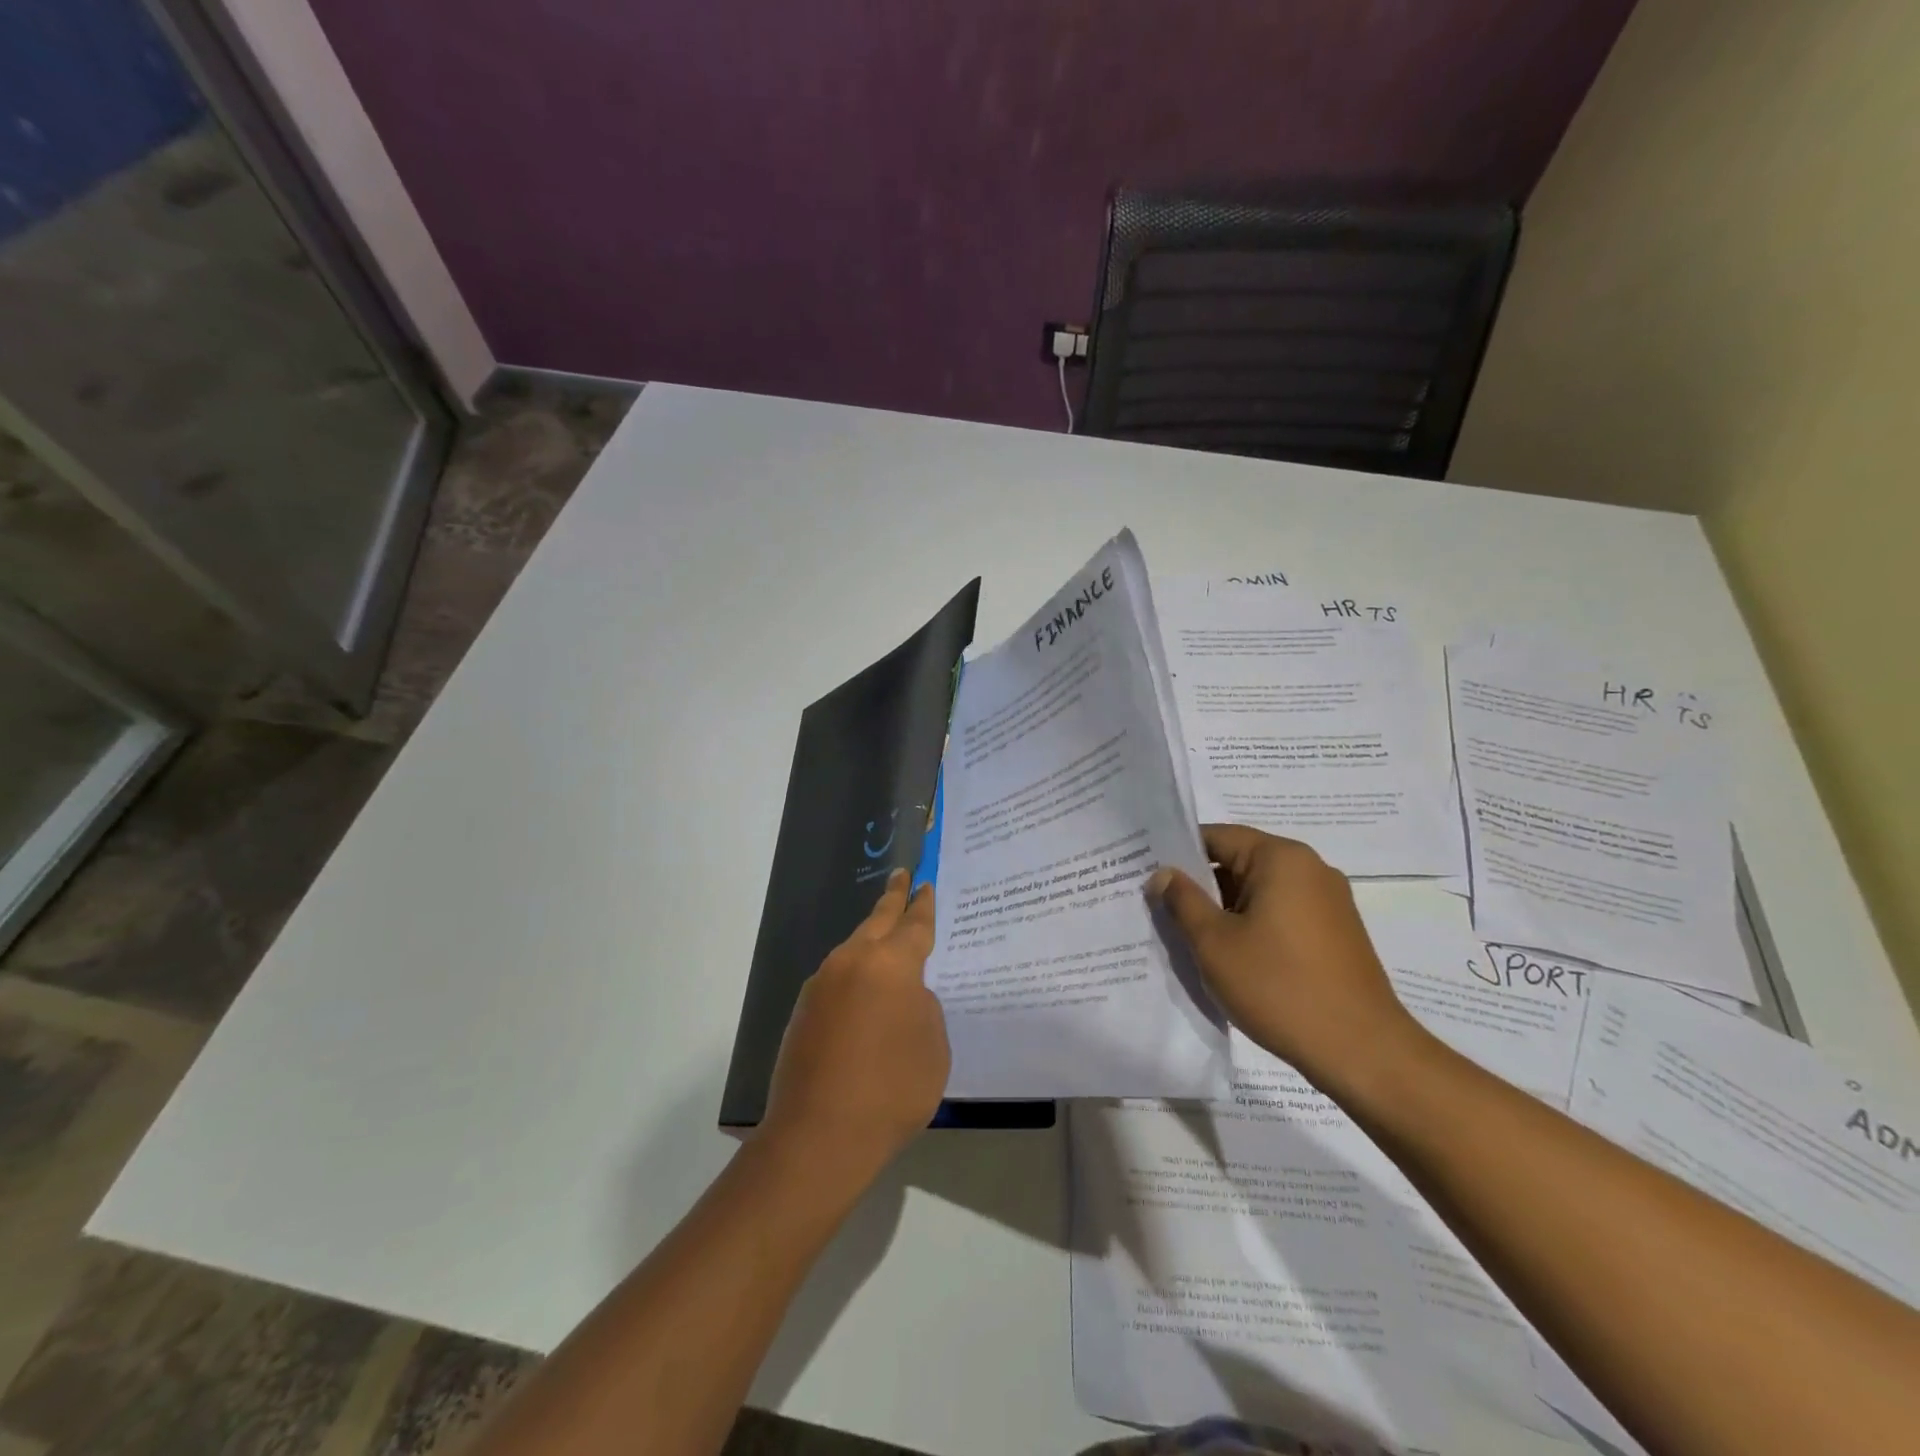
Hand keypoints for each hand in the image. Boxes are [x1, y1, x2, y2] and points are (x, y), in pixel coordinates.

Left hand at [762, 869, 949, 1185]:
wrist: (819, 1136)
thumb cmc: (892, 1091)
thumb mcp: (932, 1047)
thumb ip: (924, 1008)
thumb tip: (905, 996)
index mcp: (892, 965)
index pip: (914, 924)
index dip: (923, 904)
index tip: (925, 884)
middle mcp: (853, 962)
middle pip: (878, 919)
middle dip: (893, 897)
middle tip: (902, 875)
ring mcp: (822, 984)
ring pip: (854, 948)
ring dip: (872, 939)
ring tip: (887, 936)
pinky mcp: (804, 1009)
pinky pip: (838, 977)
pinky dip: (856, 974)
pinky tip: (864, 994)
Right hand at [1148, 824, 1423, 1097]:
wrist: (1362, 1051)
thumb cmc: (1279, 987)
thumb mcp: (1214, 943)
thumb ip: (1182, 901)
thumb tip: (1163, 874)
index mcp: (1281, 858)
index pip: (1216, 836)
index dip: (1177, 853)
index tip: (1147, 875)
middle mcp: (1310, 869)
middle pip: (1239, 861)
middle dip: (1200, 885)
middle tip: (1160, 909)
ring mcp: (1328, 901)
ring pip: (1259, 891)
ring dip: (1225, 910)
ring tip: (1190, 938)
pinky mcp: (1336, 932)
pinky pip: (1281, 914)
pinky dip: (1252, 926)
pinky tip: (1232, 958)